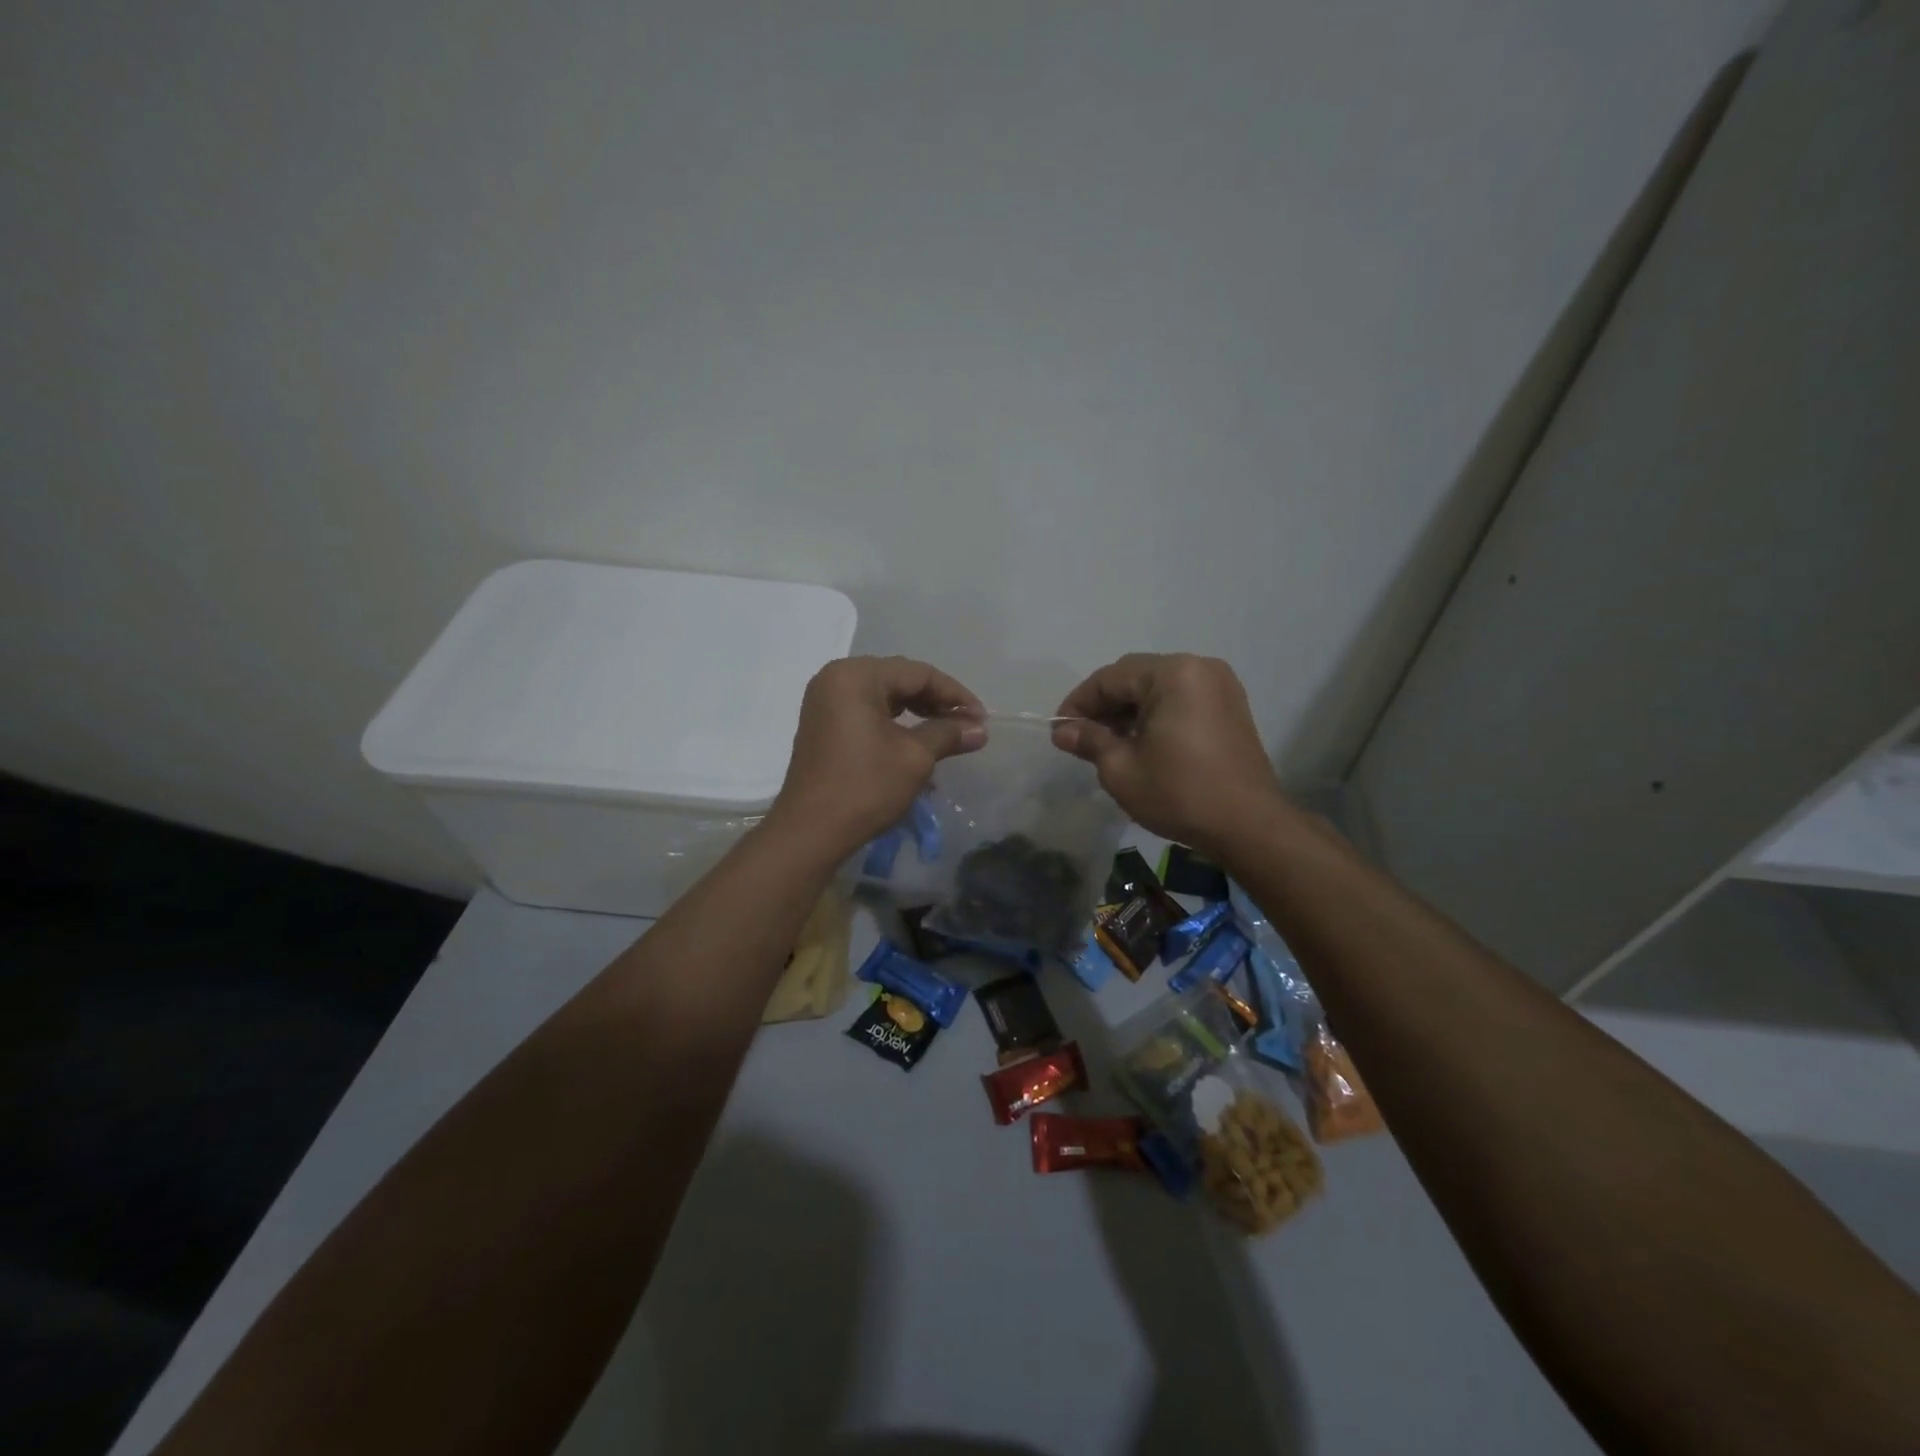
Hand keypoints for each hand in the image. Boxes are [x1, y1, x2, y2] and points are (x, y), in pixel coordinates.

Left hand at [770, 656, 985, 856]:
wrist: (810, 832)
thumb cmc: (865, 787)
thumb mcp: (914, 757)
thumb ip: (948, 734)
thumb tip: (980, 729)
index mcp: (855, 676)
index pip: (917, 673)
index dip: (954, 694)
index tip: (982, 718)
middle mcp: (835, 678)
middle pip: (898, 679)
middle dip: (936, 700)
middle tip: (967, 724)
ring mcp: (824, 701)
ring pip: (882, 694)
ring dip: (916, 710)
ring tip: (947, 731)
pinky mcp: (822, 724)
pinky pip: (865, 710)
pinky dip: (893, 721)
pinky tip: (915, 737)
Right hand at [1053, 653, 1286, 860]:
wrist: (1249, 825)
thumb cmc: (1180, 793)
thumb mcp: (1121, 769)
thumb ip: (1089, 740)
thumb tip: (1063, 730)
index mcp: (1172, 674)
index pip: (1110, 678)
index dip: (1079, 702)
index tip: (1060, 730)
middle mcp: (1199, 667)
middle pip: (1135, 676)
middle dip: (1104, 705)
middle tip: (1081, 737)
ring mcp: (1220, 686)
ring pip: (1158, 688)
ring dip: (1129, 710)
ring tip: (1108, 743)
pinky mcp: (1230, 707)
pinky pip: (1181, 699)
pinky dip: (1156, 714)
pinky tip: (1141, 742)